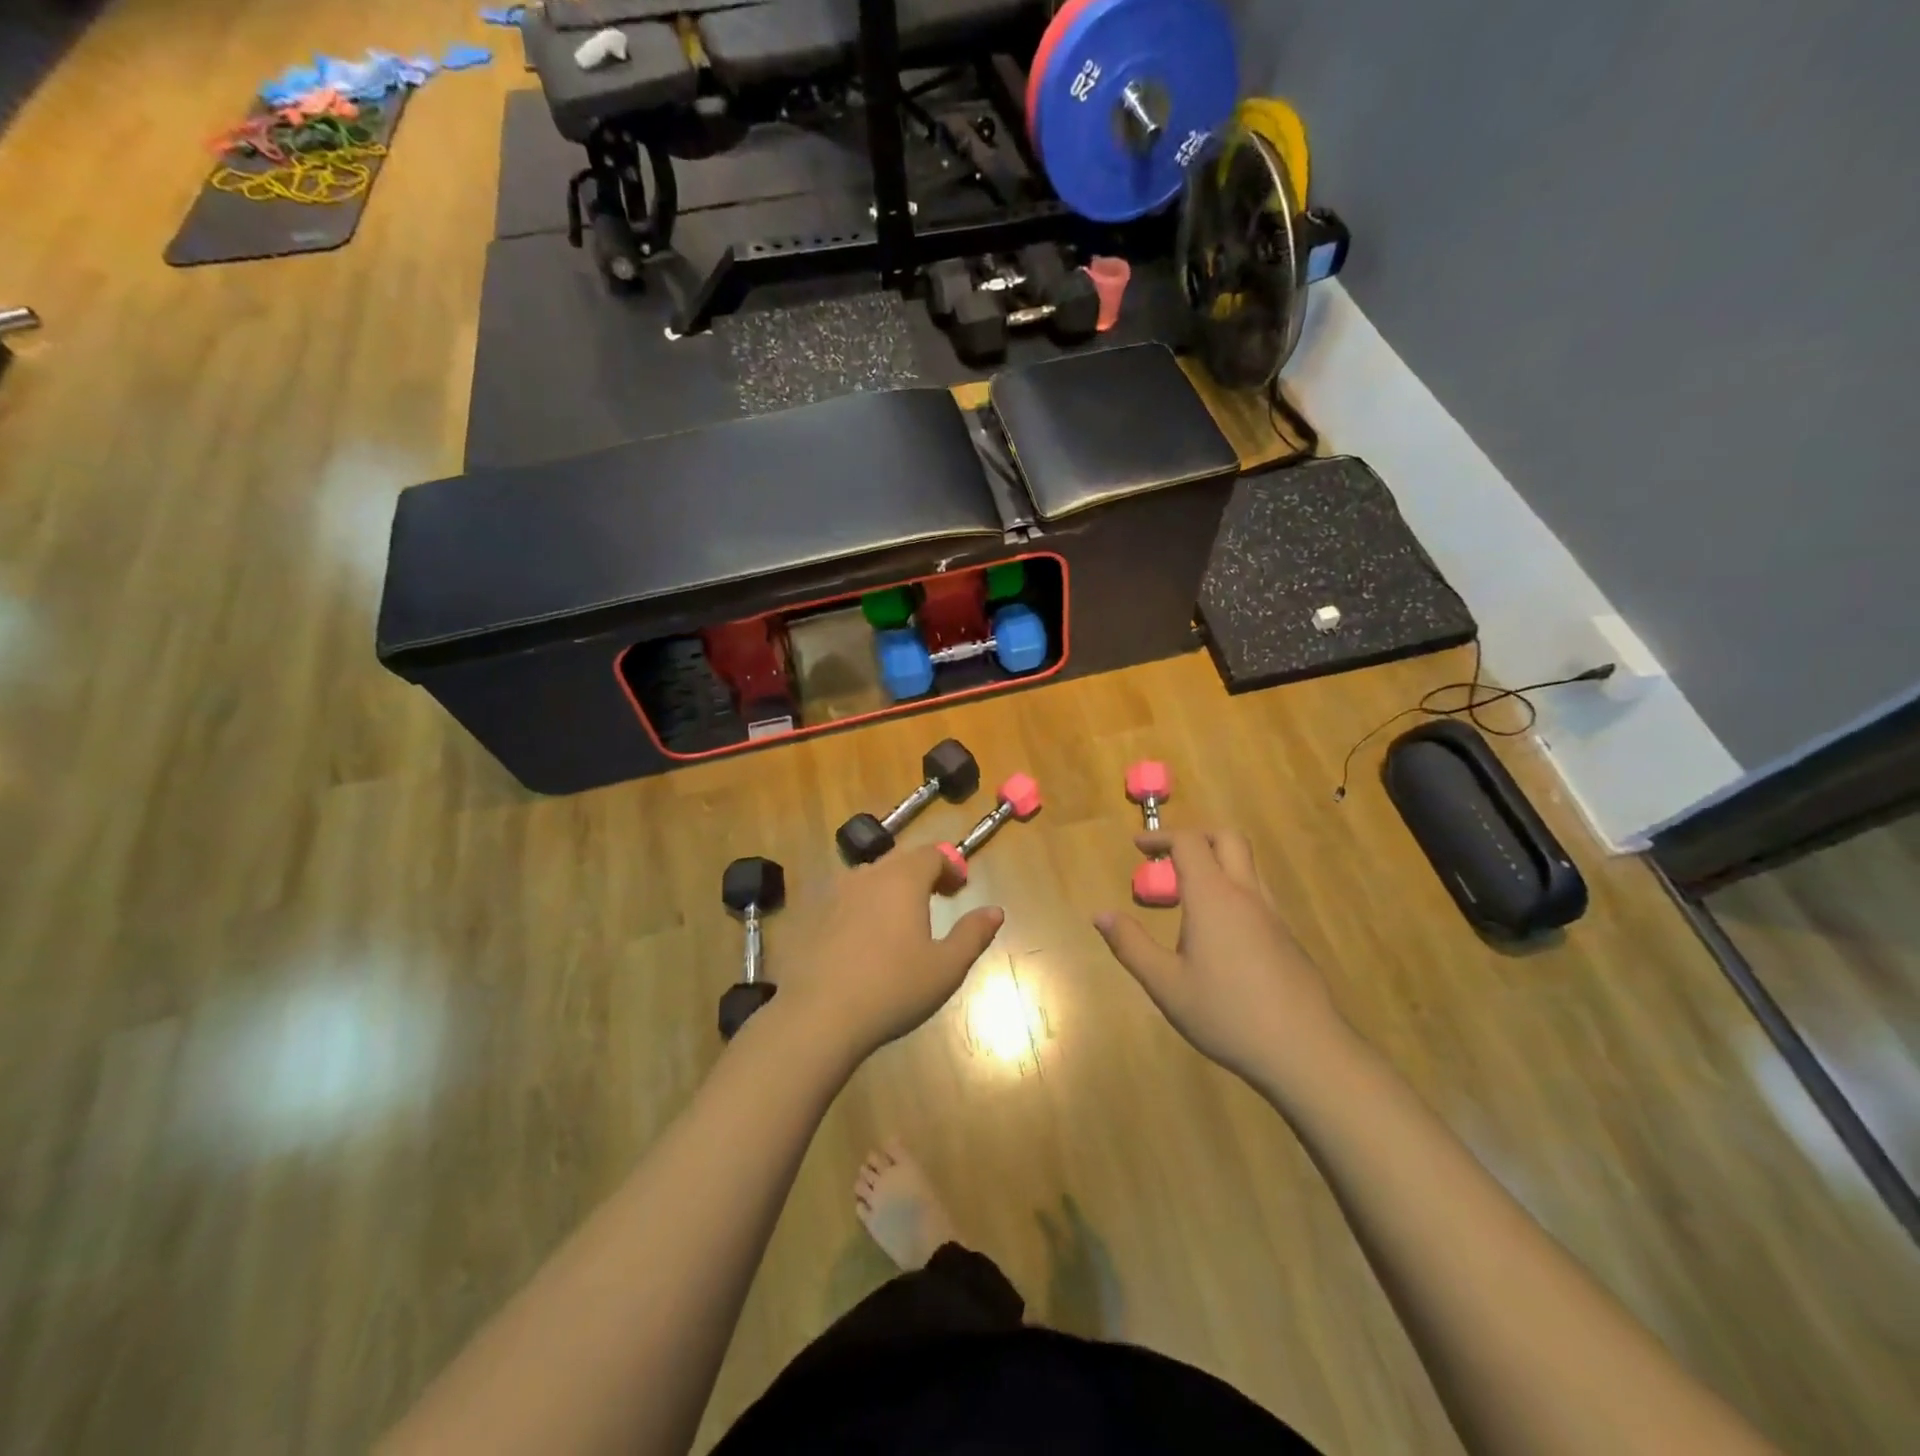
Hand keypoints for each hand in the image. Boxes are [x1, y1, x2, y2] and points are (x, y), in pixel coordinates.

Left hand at [769, 846, 1004, 1064]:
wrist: (820, 1016)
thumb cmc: (893, 988)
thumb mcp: (946, 967)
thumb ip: (973, 934)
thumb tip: (995, 911)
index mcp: (903, 879)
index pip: (931, 853)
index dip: (950, 865)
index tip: (961, 888)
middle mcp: (868, 875)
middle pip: (900, 860)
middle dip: (923, 873)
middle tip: (938, 898)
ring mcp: (835, 894)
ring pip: (870, 877)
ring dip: (892, 887)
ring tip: (902, 918)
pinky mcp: (813, 916)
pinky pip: (846, 899)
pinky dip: (864, 906)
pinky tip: (866, 939)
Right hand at [1095, 830, 1348, 1086]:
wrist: (1305, 1051)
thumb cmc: (1226, 1014)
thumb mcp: (1166, 984)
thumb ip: (1131, 945)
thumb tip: (1100, 914)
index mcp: (1213, 897)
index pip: (1188, 843)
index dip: (1160, 837)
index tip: (1137, 845)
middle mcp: (1246, 895)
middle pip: (1227, 839)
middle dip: (1195, 836)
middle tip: (1167, 858)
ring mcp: (1273, 915)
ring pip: (1247, 866)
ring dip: (1216, 862)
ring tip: (1187, 895)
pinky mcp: (1287, 938)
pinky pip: (1257, 895)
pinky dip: (1232, 890)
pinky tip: (1217, 932)